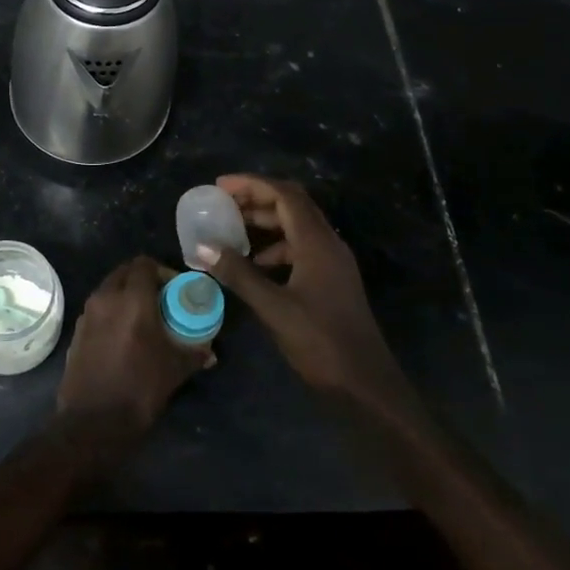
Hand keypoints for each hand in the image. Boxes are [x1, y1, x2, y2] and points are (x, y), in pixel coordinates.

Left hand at [58, 256, 210, 436]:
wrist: (93, 422)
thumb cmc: (139, 389)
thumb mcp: (174, 370)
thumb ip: (194, 353)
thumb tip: (209, 351)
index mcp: (132, 299)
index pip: (144, 264)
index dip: (162, 271)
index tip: (175, 289)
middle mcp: (106, 298)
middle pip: (124, 272)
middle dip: (143, 279)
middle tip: (161, 300)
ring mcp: (87, 313)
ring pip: (109, 289)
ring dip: (125, 295)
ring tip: (143, 318)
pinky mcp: (77, 330)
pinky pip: (98, 308)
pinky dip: (111, 311)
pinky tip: (123, 336)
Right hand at [196, 175, 405, 402]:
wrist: (365, 385)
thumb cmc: (320, 342)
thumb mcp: (273, 308)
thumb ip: (239, 274)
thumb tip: (204, 247)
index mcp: (317, 243)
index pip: (285, 195)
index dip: (252, 184)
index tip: (220, 187)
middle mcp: (328, 244)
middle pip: (292, 205)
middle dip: (257, 199)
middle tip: (222, 205)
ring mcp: (333, 263)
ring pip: (297, 227)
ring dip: (265, 223)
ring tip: (232, 233)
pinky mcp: (332, 280)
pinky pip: (301, 248)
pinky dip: (276, 247)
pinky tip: (256, 265)